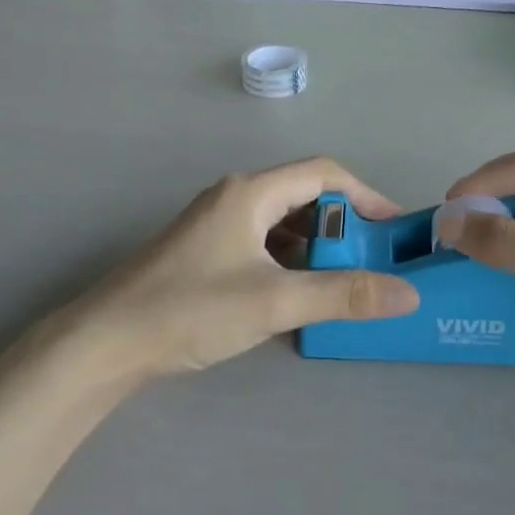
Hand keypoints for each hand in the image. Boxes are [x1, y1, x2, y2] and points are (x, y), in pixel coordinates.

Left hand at [45, 158, 420, 380]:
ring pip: (282, 222)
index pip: (323, 173)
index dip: (366, 195)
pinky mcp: (206, 251)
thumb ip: (343, 295)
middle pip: (304, 195)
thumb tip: (408, 293)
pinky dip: (291, 260)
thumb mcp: (274, 301)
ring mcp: (217, 224)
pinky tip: (301, 291)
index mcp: (251, 193)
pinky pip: (263, 243)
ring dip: (317, 245)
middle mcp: (235, 197)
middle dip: (343, 224)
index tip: (395, 228)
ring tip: (346, 279)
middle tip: (374, 260)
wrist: (106, 341)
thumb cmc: (191, 309)